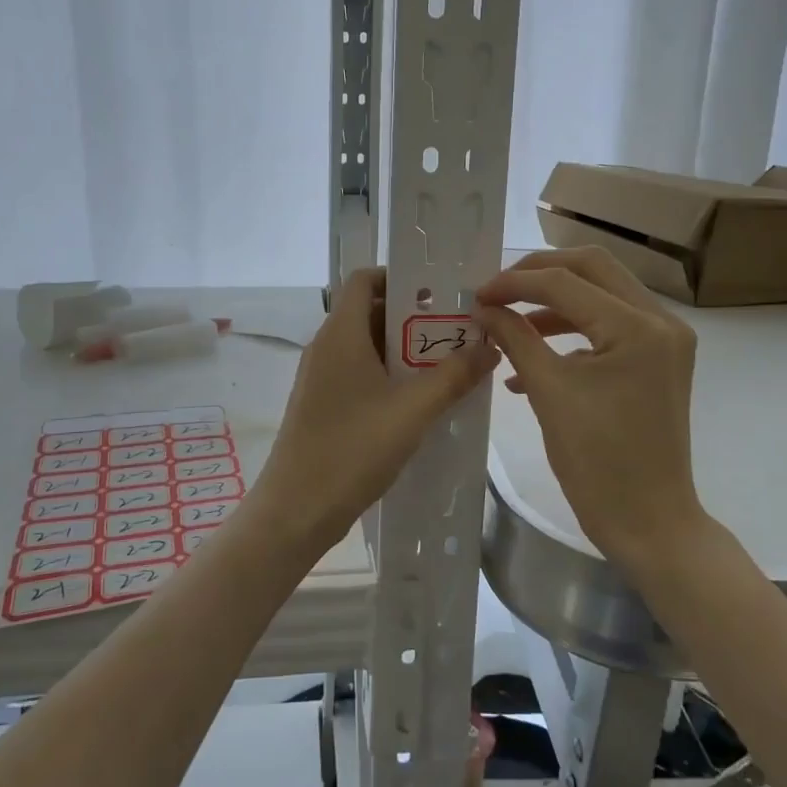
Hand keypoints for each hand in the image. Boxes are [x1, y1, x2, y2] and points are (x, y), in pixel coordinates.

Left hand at [260, 269, 497, 551]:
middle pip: (370, 312)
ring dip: (405, 350)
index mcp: (341, 334)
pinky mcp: (323, 404)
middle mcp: (326, 347)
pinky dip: (389, 375)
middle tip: (457, 330)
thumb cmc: (352, 449)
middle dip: (414, 317)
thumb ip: (453, 376)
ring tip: (448, 364)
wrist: (296, 510)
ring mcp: (321, 378)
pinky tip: (420, 400)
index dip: (399, 276)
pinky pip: (360, 373)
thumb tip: (489, 348)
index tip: (440, 291)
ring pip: (367, 346)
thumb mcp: (413, 411)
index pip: (365, 279)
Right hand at [475, 247, 711, 570]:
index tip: (476, 296)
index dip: (515, 283)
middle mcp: (661, 321)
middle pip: (592, 268)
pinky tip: (530, 359)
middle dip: (538, 274)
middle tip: (497, 291)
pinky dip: (570, 331)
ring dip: (552, 302)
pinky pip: (608, 326)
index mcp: (638, 328)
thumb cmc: (598, 463)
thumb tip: (483, 308)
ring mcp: (665, 340)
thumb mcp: (549, 393)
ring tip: (507, 323)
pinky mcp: (657, 360)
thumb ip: (515, 338)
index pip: (566, 281)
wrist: (649, 523)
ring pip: (600, 293)